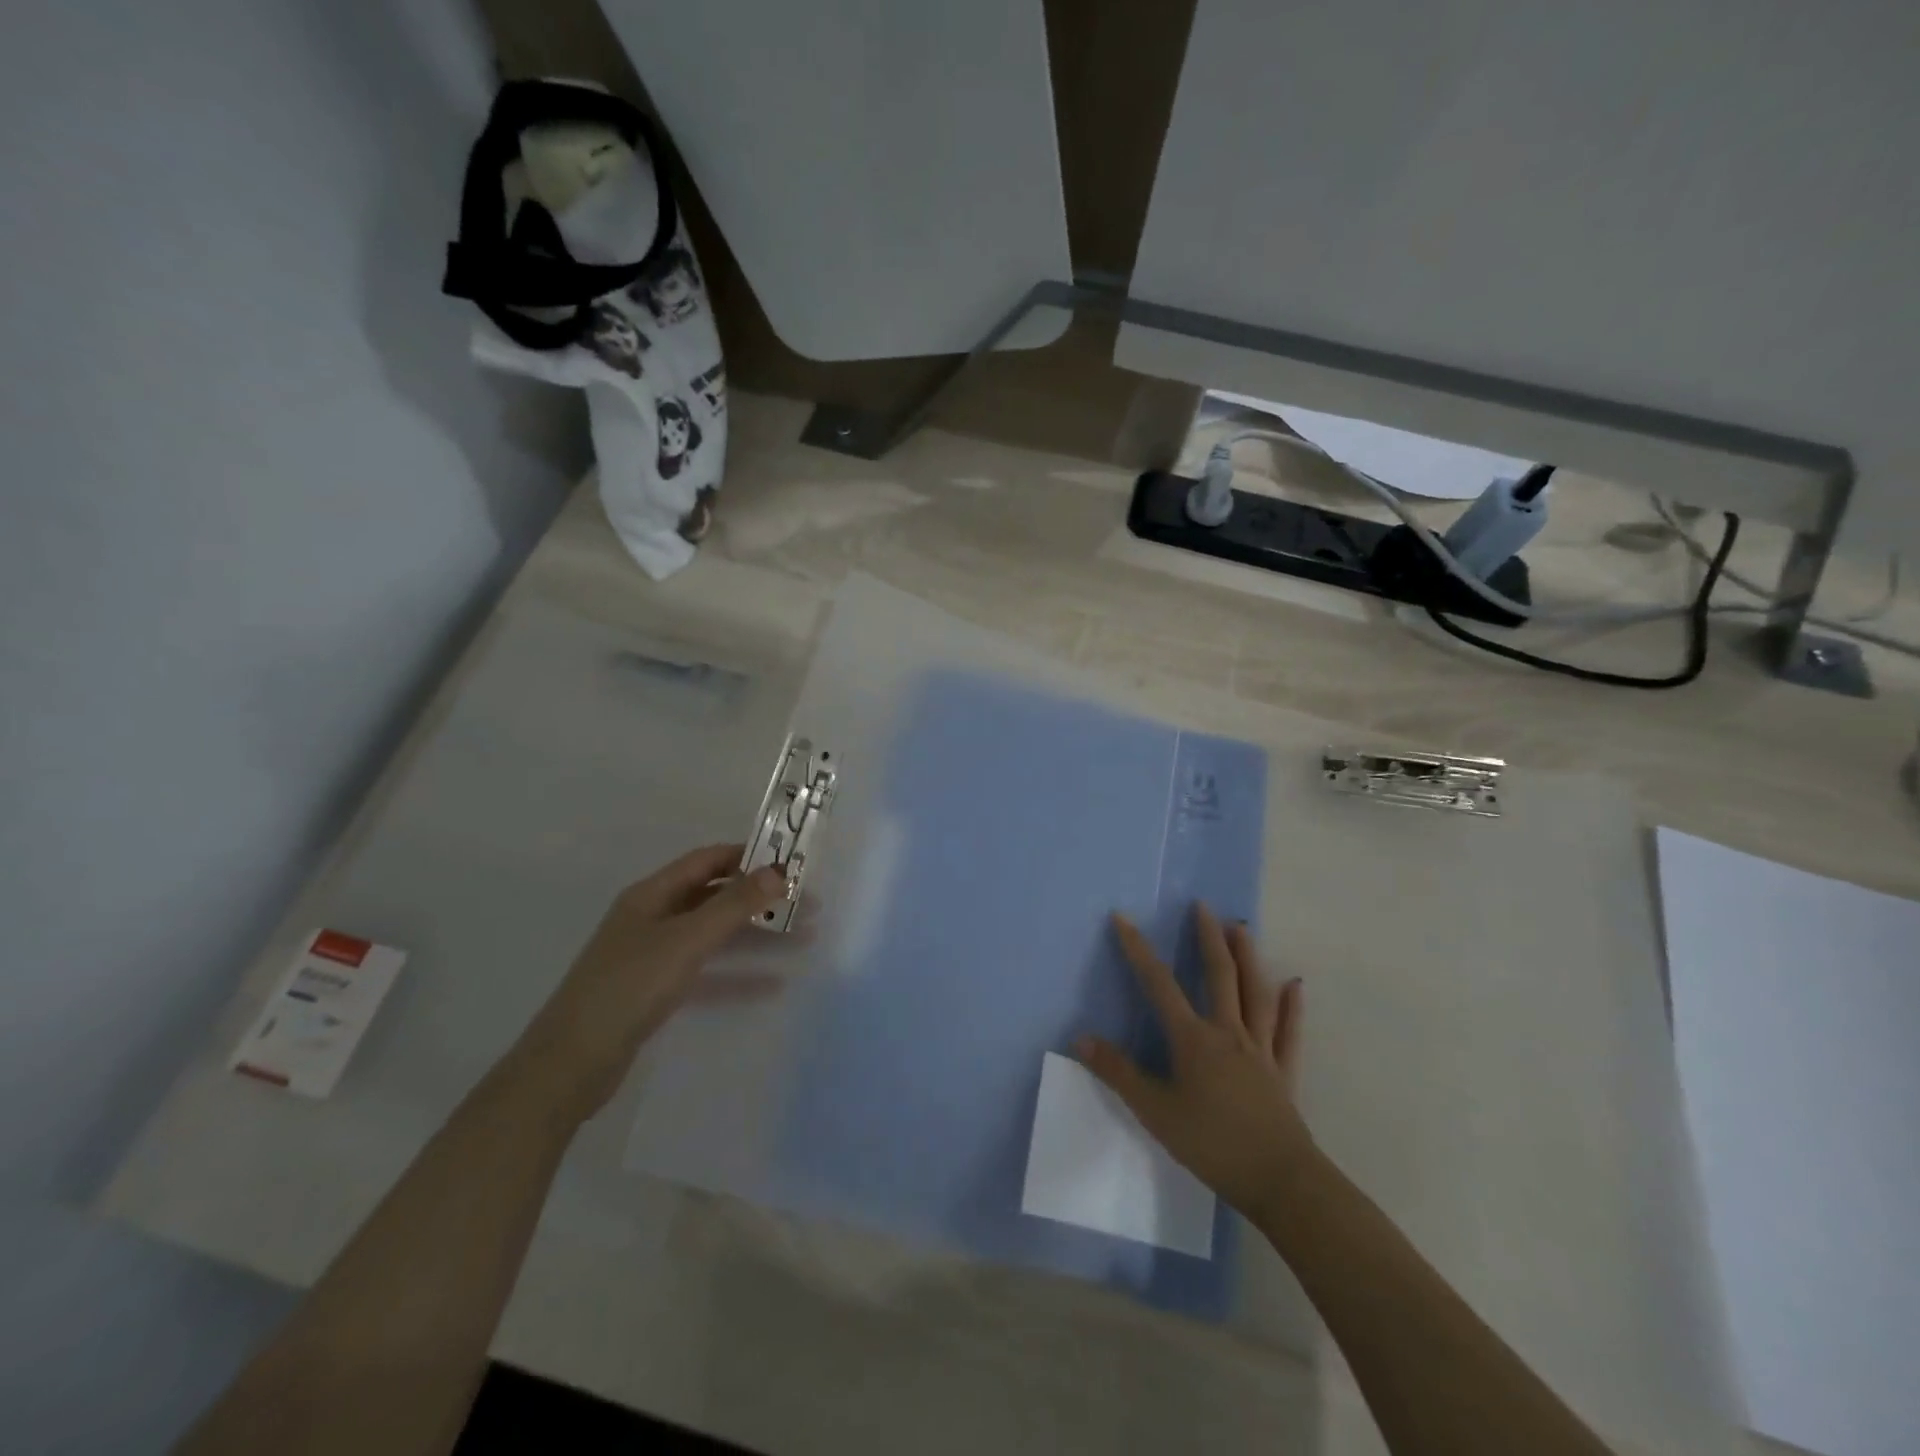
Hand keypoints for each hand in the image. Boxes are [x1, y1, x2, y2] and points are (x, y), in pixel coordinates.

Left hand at [505, 844, 788, 1124]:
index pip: (708, 860)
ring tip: (804, 940)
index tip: (793, 864)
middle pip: (717, 898)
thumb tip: (779, 873)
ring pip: (716, 937)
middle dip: (762, 901)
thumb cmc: (628, 988)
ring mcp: (654, 957)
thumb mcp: (686, 940)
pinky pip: (707, 974)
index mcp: (653, 894)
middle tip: (810, 908)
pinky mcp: (657, 992)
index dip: (749, 857)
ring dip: (757, 937)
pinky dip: (738, 976)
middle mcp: (654, 918)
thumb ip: (733, 905)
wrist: (570, 1065)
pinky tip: (773, 985)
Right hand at [1076, 904, 1312, 1225]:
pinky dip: (1292, 1006)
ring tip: (1241, 928)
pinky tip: (1295, 984)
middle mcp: (1228, 1032)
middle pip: (1219, 974)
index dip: (1138, 949)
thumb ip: (1118, 1072)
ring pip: (1255, 993)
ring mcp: (1260, 1049)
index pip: (1159, 983)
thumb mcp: (1154, 1111)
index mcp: (1193, 1039)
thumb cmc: (1212, 1144)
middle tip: (1202, 906)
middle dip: (1208, 937)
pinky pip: (1288, 1031)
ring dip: (1248, 957)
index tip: (1124, 919)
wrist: (1279, 1181)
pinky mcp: (1284, 1071)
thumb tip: (1081, 1038)